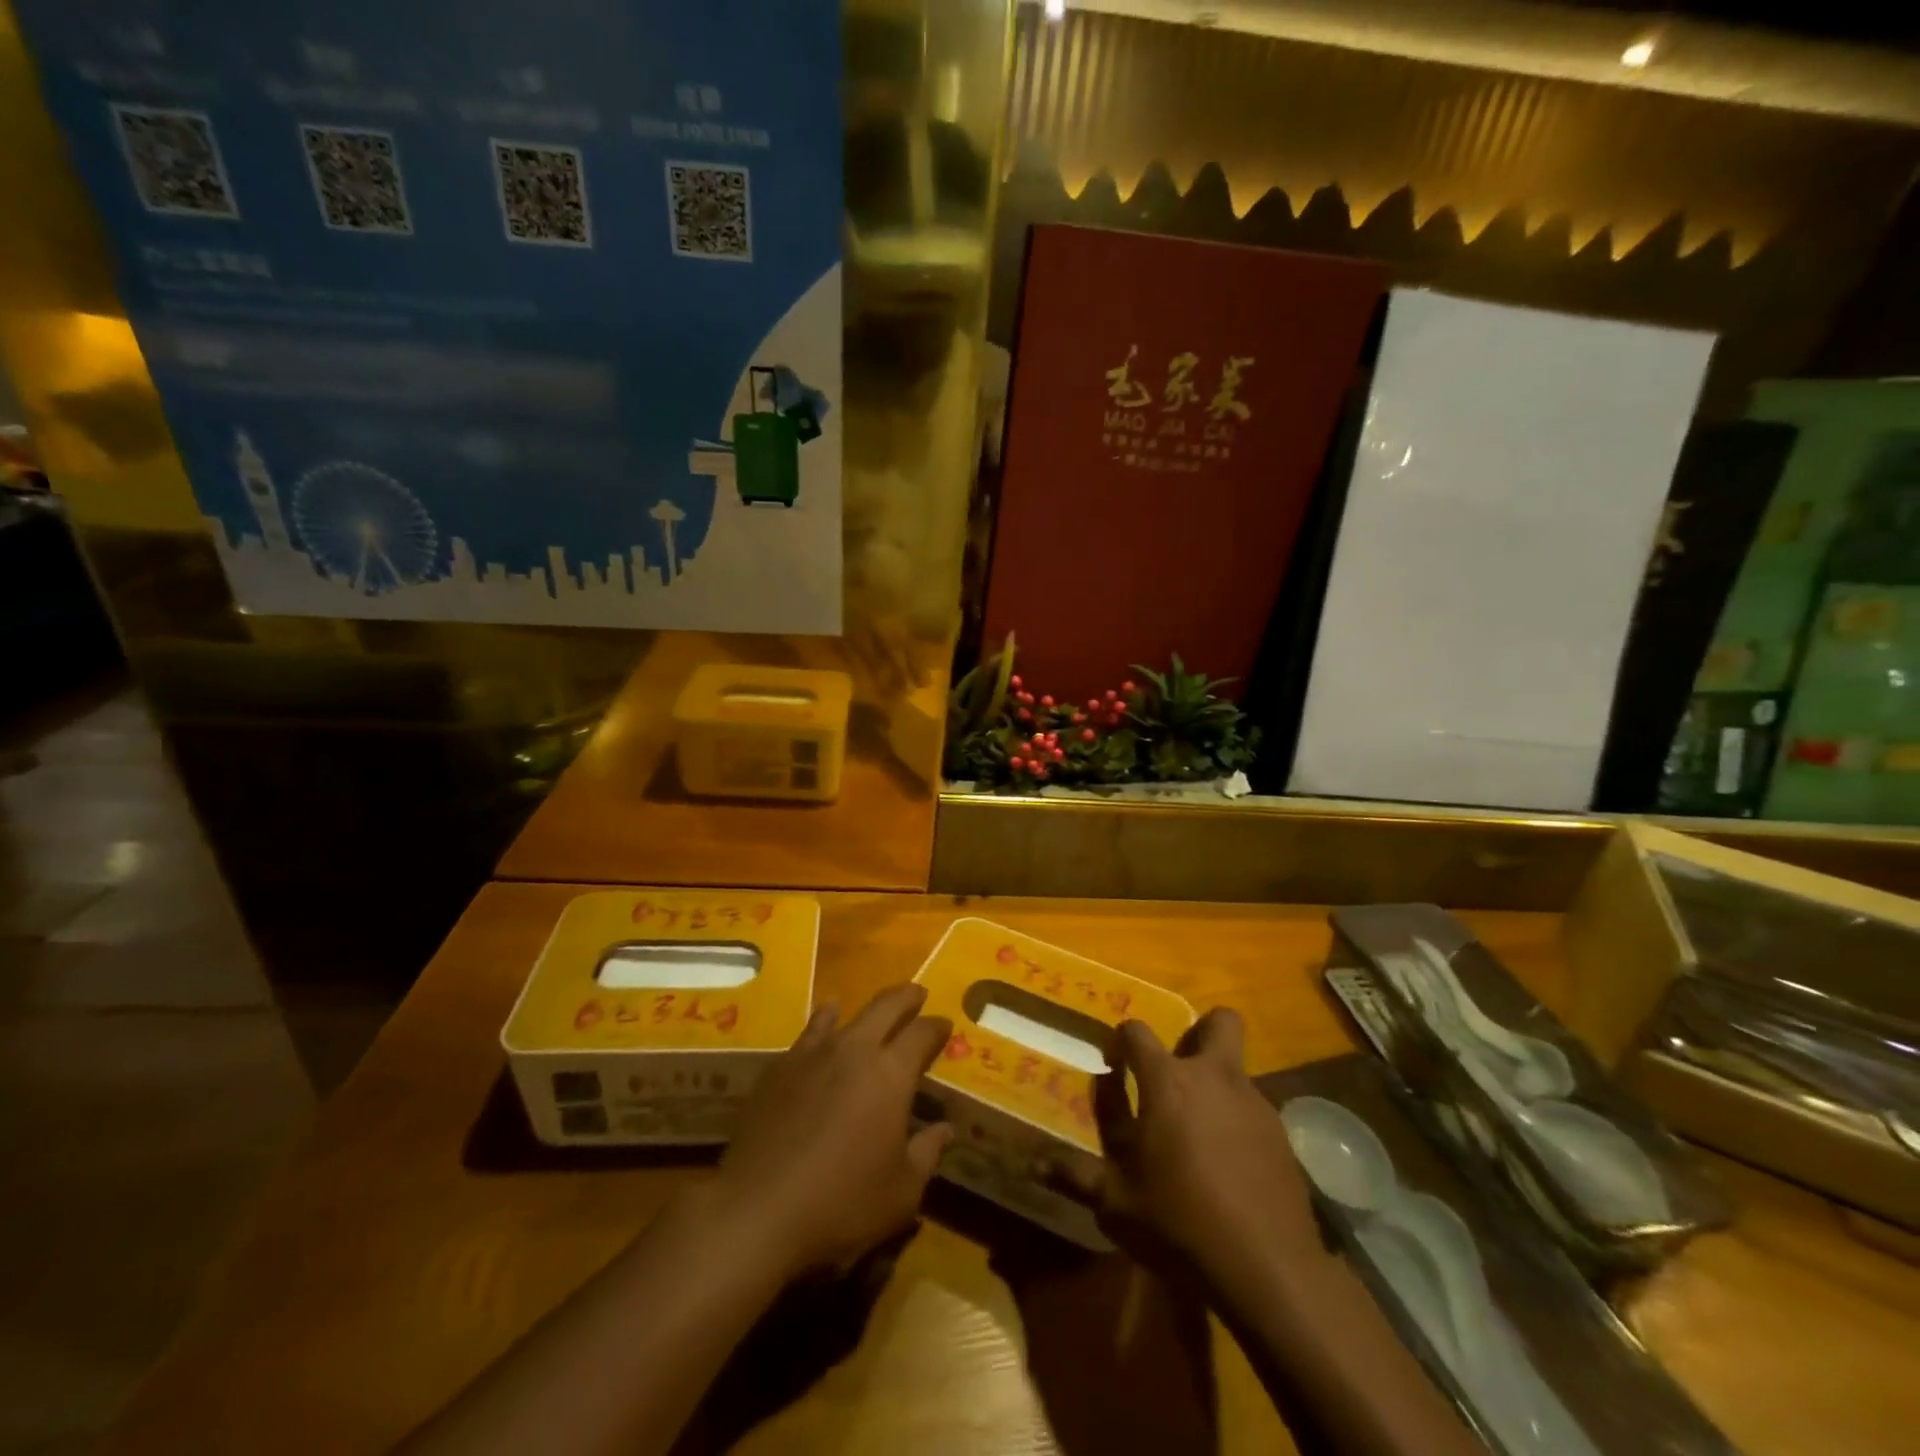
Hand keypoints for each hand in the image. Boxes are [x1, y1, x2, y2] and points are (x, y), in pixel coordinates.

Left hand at [714, 983, 952, 1278]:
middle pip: (885, 1007)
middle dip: (906, 997)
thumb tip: (945, 1130)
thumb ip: (926, 1153)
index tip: (945, 1025)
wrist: (757, 1209)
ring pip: (844, 1014)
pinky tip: (824, 1022)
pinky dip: (824, 1022)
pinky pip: (809, 1033)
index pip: (922, 1034)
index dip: (937, 1027)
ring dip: (865, 1009)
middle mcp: (854, 1050)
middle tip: (917, 993)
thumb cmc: (841, 1202)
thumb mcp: (901, 1191)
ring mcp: (813, 1054)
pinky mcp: (779, 1068)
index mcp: (891, 1074)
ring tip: (873, 1007)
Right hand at [1040, 1009, 1322, 1292]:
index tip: (1113, 1065)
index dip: (1121, 1040)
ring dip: (1216, 1085)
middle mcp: (1214, 1077)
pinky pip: (1254, 1110)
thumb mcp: (1116, 1204)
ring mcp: (1254, 1104)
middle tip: (1176, 1070)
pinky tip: (1228, 1166)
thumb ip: (1076, 1176)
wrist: (1270, 1269)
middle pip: (1219, 1022)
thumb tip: (1036, 1162)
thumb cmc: (1181, 1224)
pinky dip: (1237, 1123)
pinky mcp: (1282, 1137)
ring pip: (1237, 1069)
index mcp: (1168, 1081)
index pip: (1137, 1031)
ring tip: (1198, 1133)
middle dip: (1199, 1032)